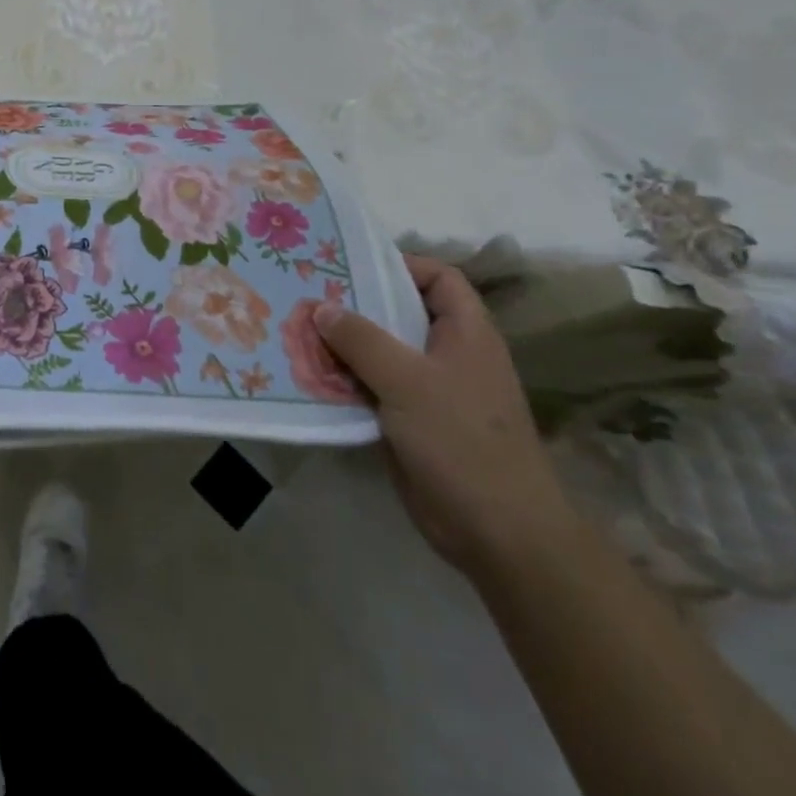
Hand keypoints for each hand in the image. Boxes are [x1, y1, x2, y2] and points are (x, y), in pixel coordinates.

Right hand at [313, 256, 574, 577]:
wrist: (497, 531)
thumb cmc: (461, 440)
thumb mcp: (407, 380)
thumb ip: (362, 339)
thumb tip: (321, 307)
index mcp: (465, 333)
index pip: (438, 278)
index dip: (400, 264)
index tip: (351, 266)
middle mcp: (448, 355)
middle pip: (401, 313)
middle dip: (356, 304)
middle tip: (308, 293)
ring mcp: (430, 390)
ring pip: (381, 353)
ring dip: (343, 344)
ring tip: (297, 330)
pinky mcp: (411, 423)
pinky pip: (372, 388)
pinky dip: (344, 380)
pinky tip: (308, 376)